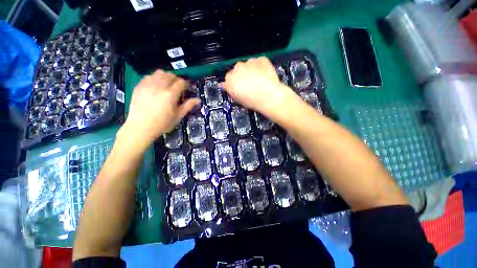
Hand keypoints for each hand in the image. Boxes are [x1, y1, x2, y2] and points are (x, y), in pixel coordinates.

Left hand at [118, 70, 199, 151]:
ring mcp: (148, 85)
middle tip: (177, 86)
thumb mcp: (178, 116)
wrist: (140, 127)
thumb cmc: (162, 123)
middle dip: (176, 79)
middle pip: (170, 75)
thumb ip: (188, 106)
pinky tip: (156, 86)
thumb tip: (198, 99)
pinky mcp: (139, 86)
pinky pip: (149, 76)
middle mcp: (159, 86)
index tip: (186, 88)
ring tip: (167, 84)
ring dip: (166, 76)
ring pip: (159, 73)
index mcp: (170, 94)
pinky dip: (155, 78)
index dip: (186, 83)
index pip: (181, 82)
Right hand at [223, 57, 297, 117]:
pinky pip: (258, 62)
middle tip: (248, 85)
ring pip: (247, 65)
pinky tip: (264, 76)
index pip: (228, 80)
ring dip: (250, 70)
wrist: (269, 96)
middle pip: (237, 70)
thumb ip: (231, 91)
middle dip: (241, 76)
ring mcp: (249, 62)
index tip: (238, 88)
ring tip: (258, 81)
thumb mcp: (238, 100)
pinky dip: (260, 67)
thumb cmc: (253, 101)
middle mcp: (237, 68)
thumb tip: (229, 87)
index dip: (233, 84)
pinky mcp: (261, 59)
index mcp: (229, 79)